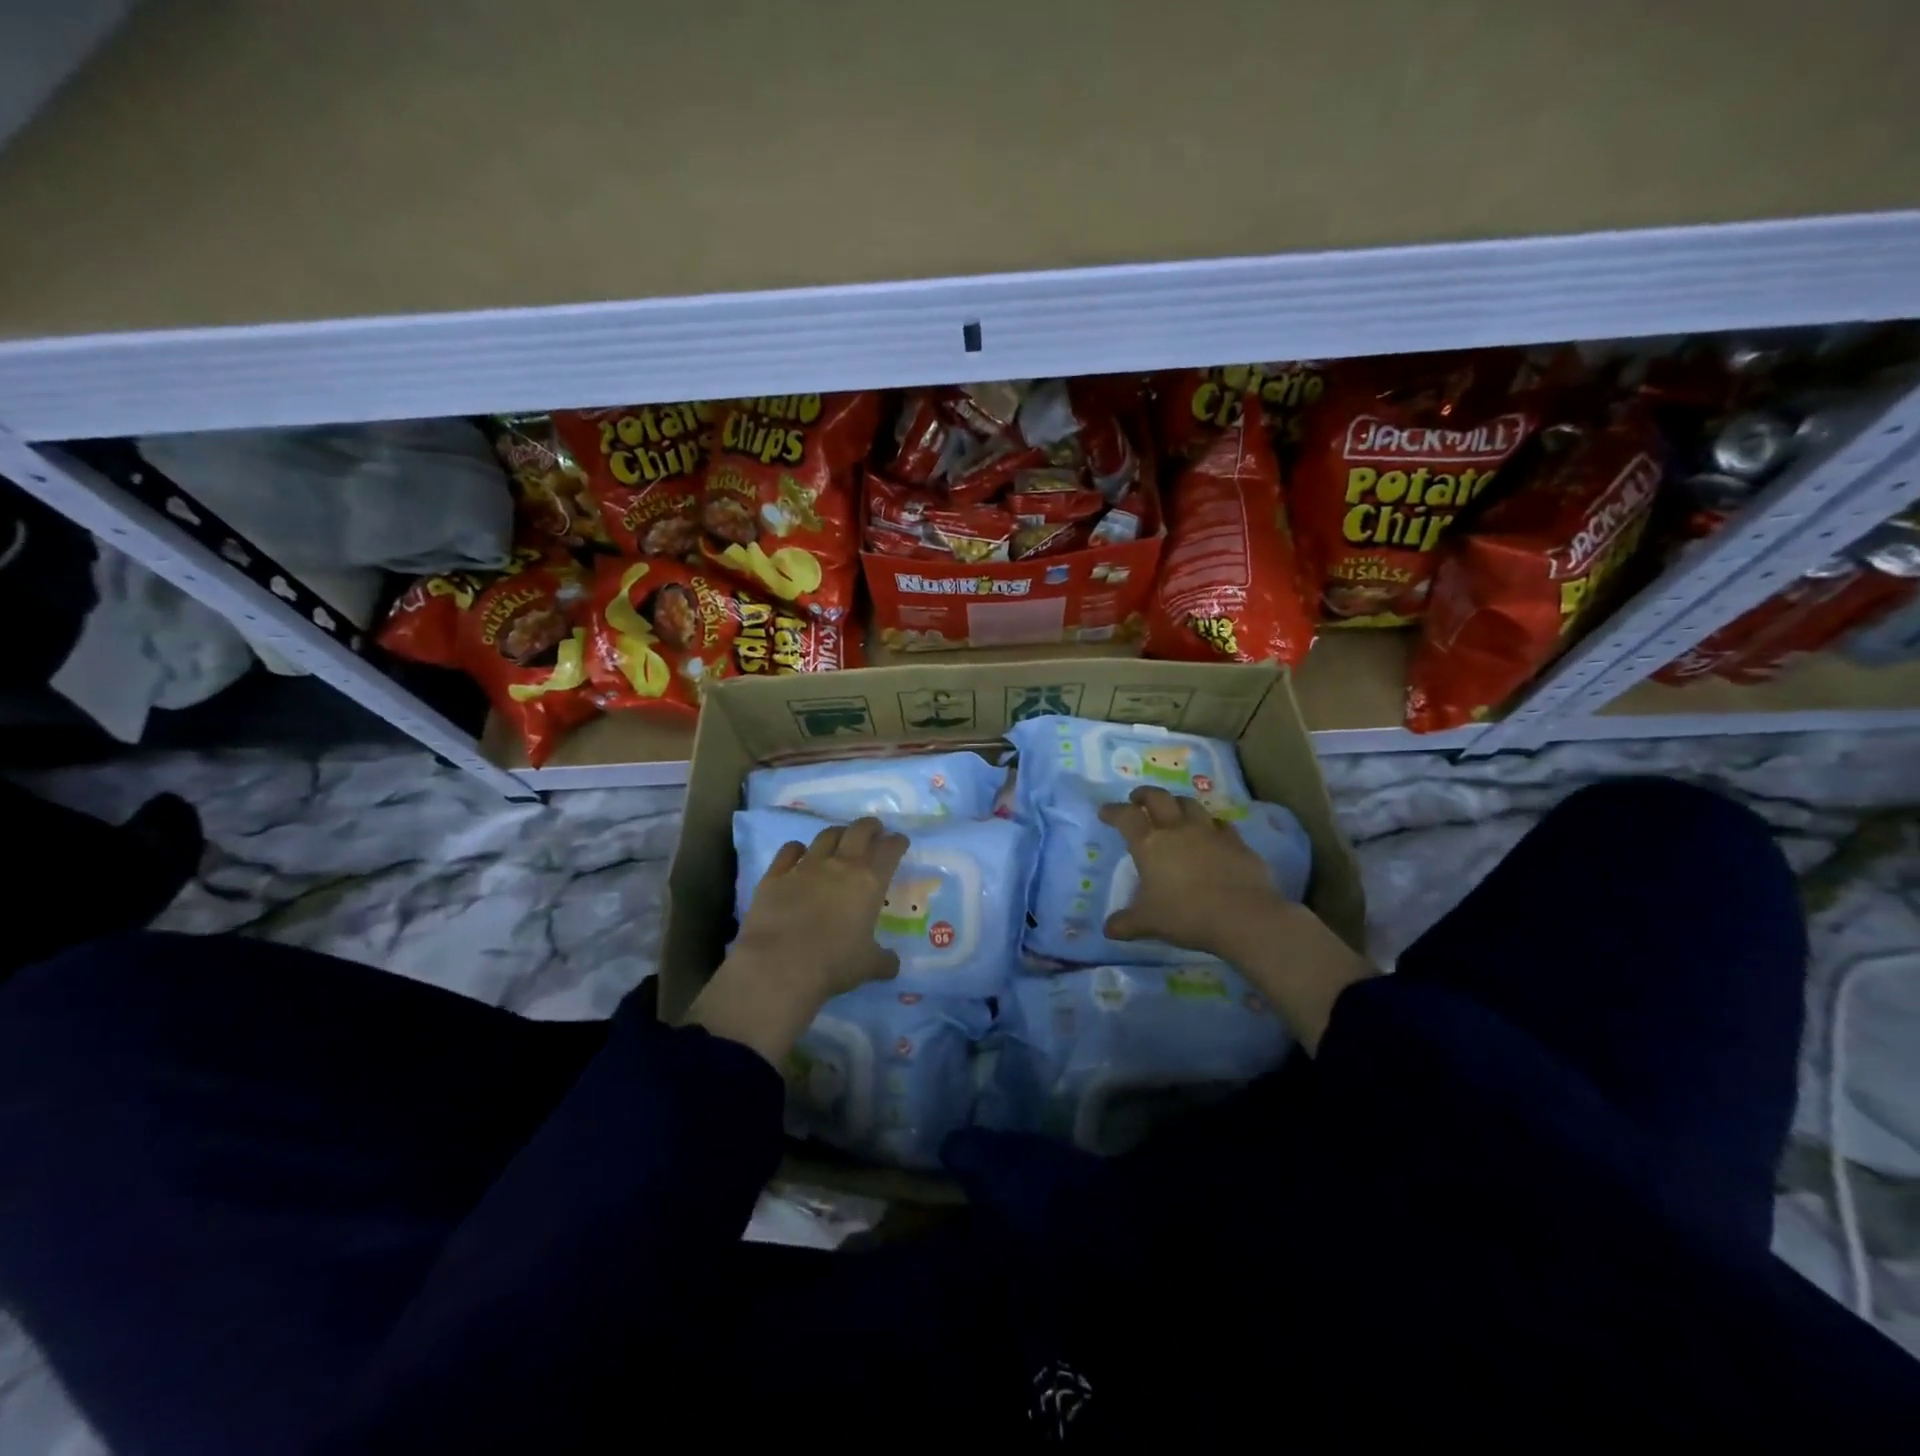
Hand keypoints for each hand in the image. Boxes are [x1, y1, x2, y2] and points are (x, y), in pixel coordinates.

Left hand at [683, 818, 908, 1065]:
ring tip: (841, 839)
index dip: (897, 842)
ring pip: (826, 836)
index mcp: (870, 882)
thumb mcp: (868, 966)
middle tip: (874, 830)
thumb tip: (893, 965)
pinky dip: (798, 849)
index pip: (890, 850)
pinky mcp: (776, 875)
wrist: (778, 965)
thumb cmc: (833, 964)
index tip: (900, 841)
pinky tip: (799, 853)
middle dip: (870, 826)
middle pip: (859, 830)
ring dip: (838, 833)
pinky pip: (789, 850)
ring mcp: (806, 866)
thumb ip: (884, 961)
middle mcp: (840, 865)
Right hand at [1101, 786, 1374, 1053]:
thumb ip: (1126, 923)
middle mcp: (1177, 830)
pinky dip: (1211, 825)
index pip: (1126, 816)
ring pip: (1190, 804)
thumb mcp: (1149, 923)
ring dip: (1177, 803)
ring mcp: (1209, 832)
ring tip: (1174, 810)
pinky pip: (1220, 824)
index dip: (1113, 811)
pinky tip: (1211, 833)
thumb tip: (1108, 929)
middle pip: (1158, 798)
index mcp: (1150, 844)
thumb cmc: (1186, 916)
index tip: (1105, 811)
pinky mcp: (1236, 842)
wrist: (1243, 917)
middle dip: (1144, 794)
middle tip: (1137, 799)